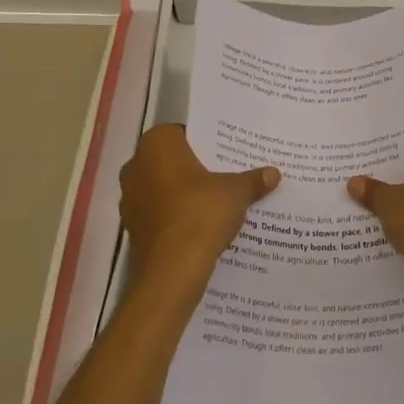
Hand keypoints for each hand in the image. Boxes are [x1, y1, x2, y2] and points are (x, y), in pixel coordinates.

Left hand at [121, 126, 278, 290]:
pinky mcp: (133, 228)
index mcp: (156, 144)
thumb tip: (273, 173)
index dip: (206, 142)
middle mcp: (136, 166)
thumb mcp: (236, 192)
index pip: (183, 132)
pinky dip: (176, 215)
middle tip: (226, 173)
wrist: (172, 271)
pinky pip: (159, 212)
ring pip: (163, 187)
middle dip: (195, 167)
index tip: (226, 152)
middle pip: (172, 160)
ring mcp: (130, 199)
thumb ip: (253, 180)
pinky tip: (201, 225)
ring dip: (184, 193)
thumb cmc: (201, 213)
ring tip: (217, 201)